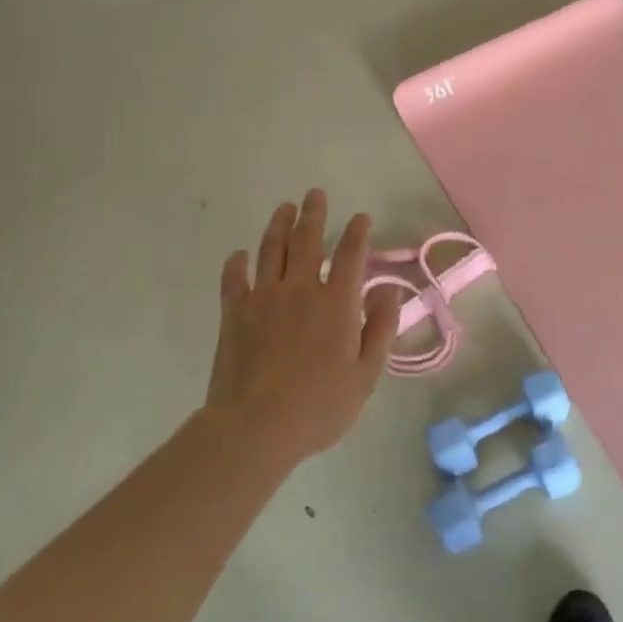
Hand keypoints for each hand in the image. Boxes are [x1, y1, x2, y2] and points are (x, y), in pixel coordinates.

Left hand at [207, 189, 398, 461]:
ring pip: (270, 250)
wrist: (255, 427)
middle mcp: (300, 289)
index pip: (351, 255)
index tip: (361, 217)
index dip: (358, 233)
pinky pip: (234, 279)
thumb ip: (380, 327)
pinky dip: (236, 263)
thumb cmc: (319, 406)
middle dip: (314, 214)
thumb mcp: (366, 374)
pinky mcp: (233, 313)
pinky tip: (239, 255)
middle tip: (315, 194)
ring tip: (284, 208)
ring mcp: (263, 298)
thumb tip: (389, 289)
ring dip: (278, 225)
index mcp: (337, 302)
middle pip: (307, 240)